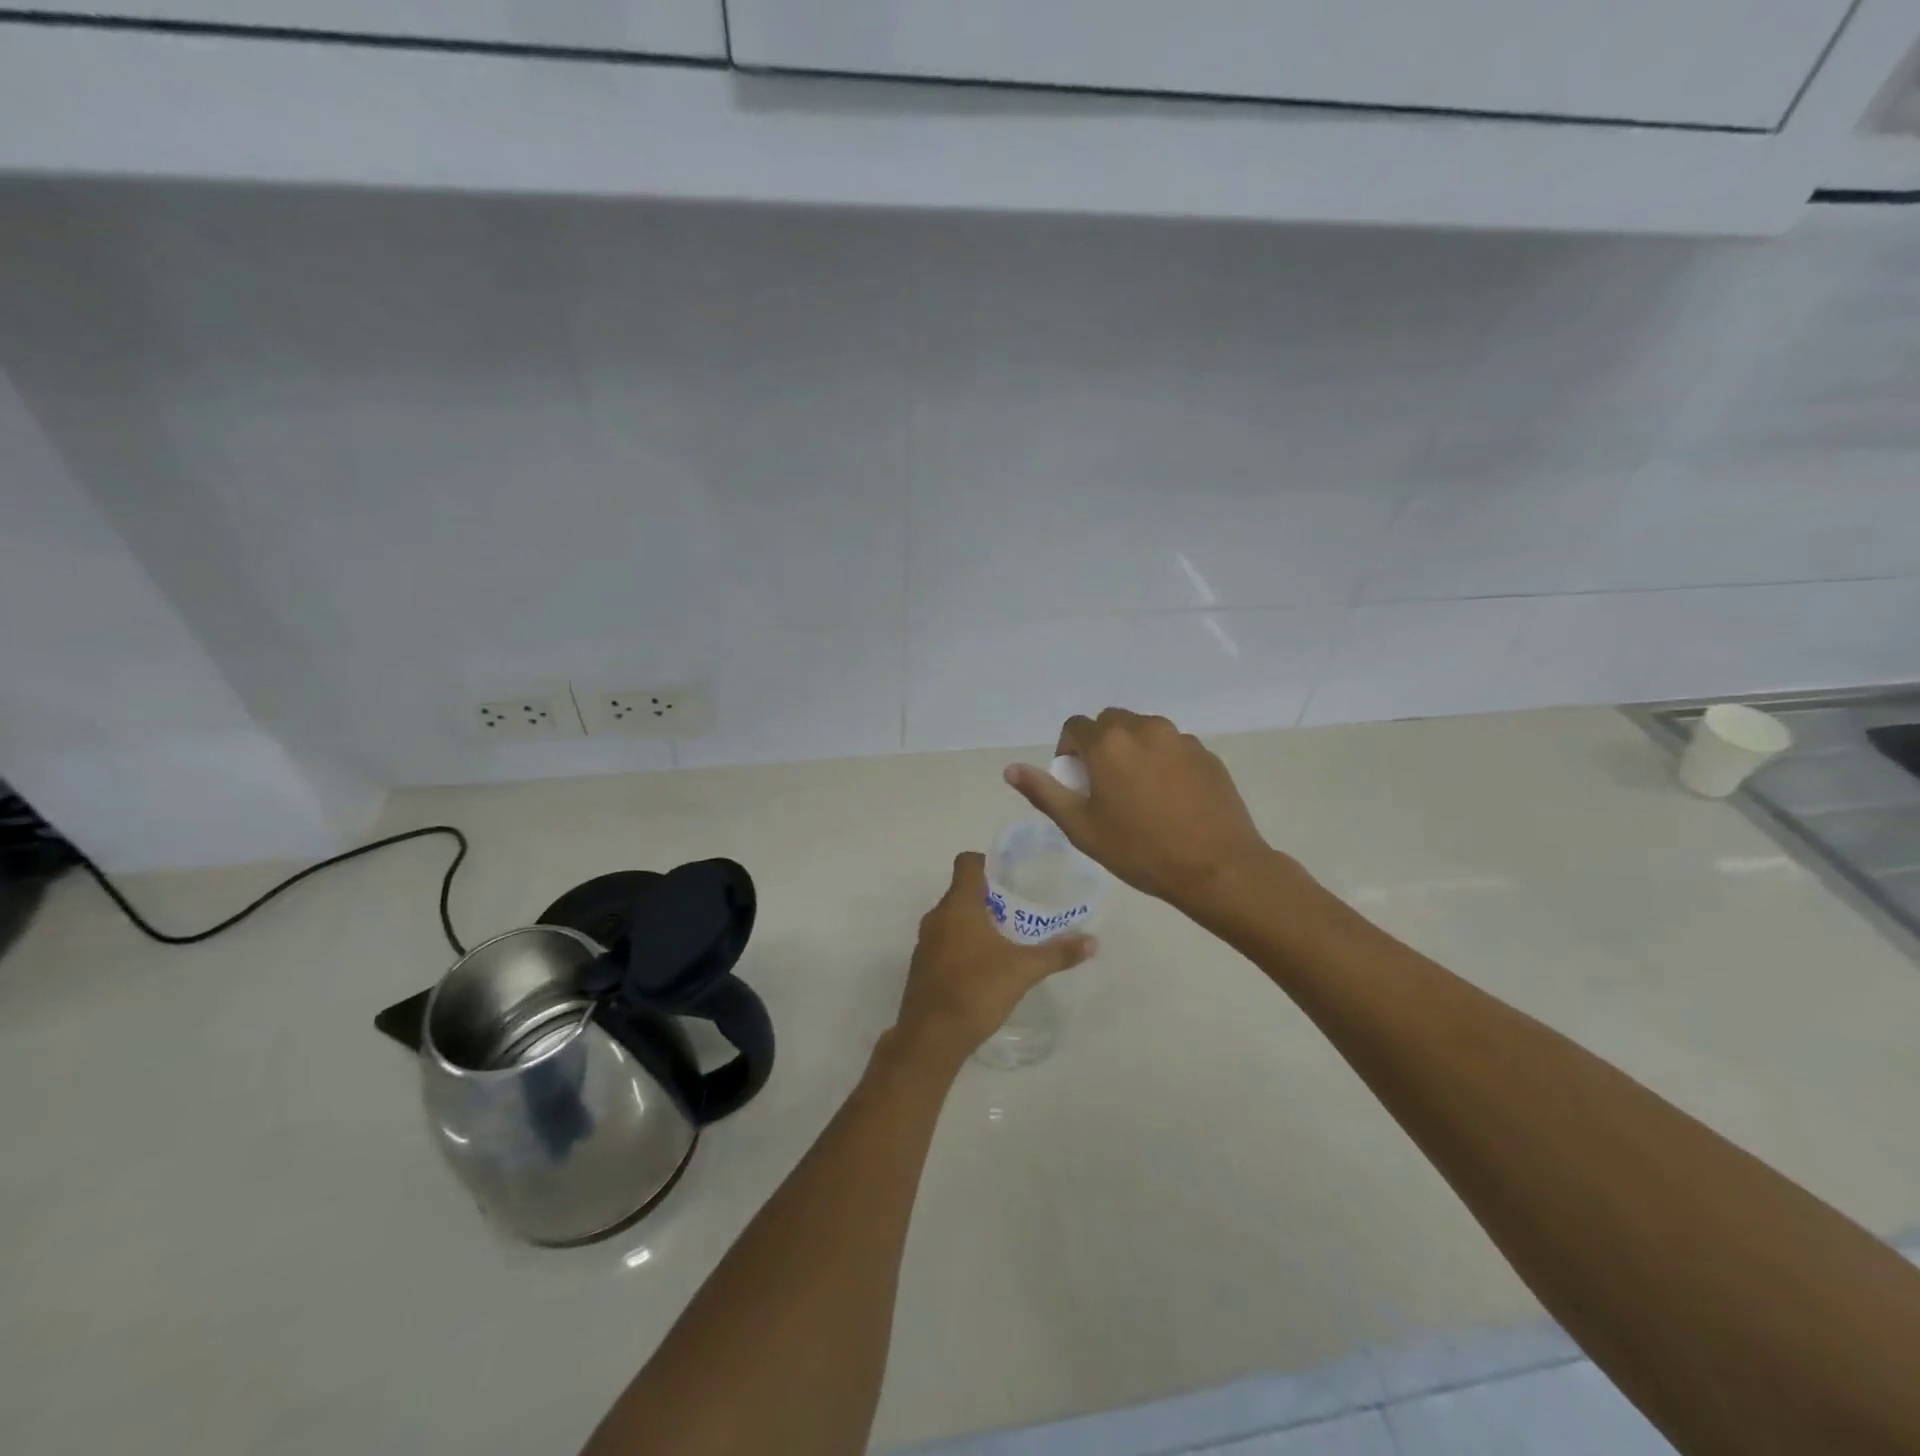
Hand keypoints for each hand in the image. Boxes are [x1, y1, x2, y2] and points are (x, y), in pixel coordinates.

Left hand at [894, 852, 1096, 1061]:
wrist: (931, 1037)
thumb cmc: (976, 990)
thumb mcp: (1023, 970)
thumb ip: (1057, 954)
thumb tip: (1092, 942)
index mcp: (958, 906)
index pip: (967, 863)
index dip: (988, 861)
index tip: (1011, 875)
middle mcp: (937, 916)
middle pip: (962, 891)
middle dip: (989, 897)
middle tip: (1019, 909)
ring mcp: (925, 942)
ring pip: (952, 918)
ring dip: (976, 922)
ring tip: (1006, 937)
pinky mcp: (922, 965)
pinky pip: (944, 941)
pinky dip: (963, 943)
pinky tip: (985, 965)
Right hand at [1005, 708, 1275, 919]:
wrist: (1216, 867)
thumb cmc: (1140, 850)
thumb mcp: (1081, 827)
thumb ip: (1044, 792)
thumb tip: (1011, 769)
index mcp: (1108, 743)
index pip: (1075, 726)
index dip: (1068, 750)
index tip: (1077, 782)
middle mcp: (1144, 728)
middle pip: (1111, 722)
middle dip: (1101, 745)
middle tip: (1105, 786)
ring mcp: (1180, 739)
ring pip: (1144, 731)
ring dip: (1133, 750)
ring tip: (1140, 793)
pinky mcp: (1207, 754)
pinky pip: (1173, 747)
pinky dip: (1163, 761)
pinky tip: (1171, 799)